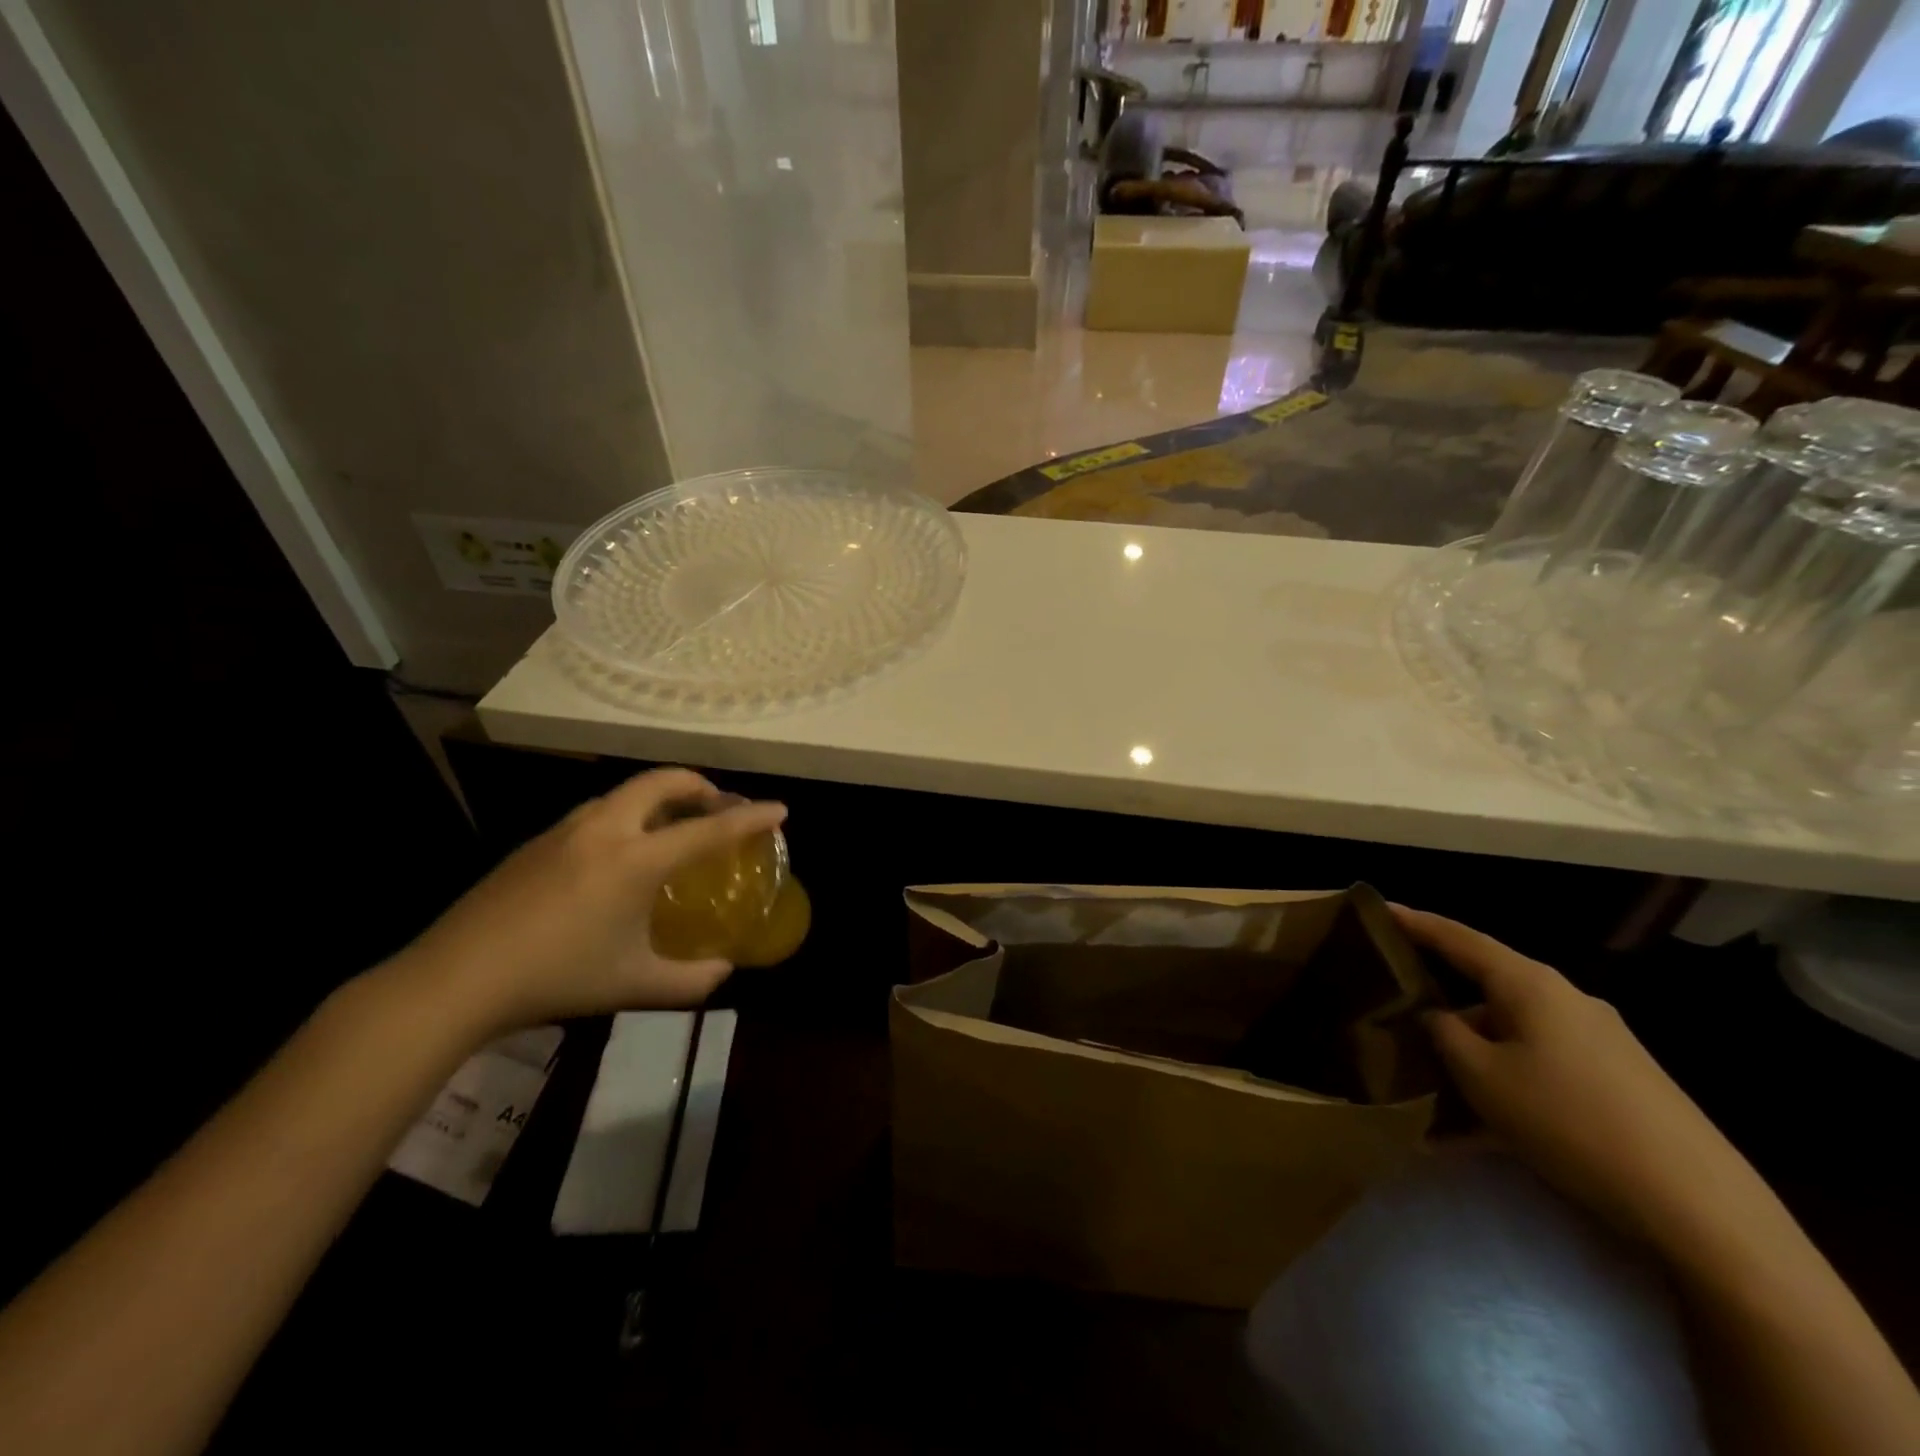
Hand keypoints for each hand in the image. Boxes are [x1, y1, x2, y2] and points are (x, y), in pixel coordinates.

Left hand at [387, 769, 785, 1039]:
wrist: (454, 980)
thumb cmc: (556, 979)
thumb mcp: (633, 985)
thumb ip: (690, 980)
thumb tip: (723, 972)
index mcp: (635, 859)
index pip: (708, 829)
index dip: (750, 818)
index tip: (779, 809)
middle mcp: (605, 829)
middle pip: (663, 781)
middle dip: (701, 786)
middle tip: (720, 809)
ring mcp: (565, 830)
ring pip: (626, 792)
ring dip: (662, 798)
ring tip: (674, 828)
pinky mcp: (536, 842)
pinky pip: (599, 812)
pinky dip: (629, 815)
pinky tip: (620, 856)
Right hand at [1393, 905, 1760, 1254]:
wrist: (1699, 1206)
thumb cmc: (1569, 1120)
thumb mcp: (1482, 1076)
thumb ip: (1444, 1034)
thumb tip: (1434, 1016)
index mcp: (1529, 984)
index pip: (1458, 938)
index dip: (1415, 922)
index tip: (1379, 908)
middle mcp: (1564, 999)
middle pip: (1485, 985)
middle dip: (1439, 999)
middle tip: (1395, 1007)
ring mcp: (1597, 1040)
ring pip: (1510, 1032)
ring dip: (1470, 1053)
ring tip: (1431, 1085)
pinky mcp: (1616, 1080)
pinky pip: (1539, 1065)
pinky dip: (1504, 1083)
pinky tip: (1478, 1131)